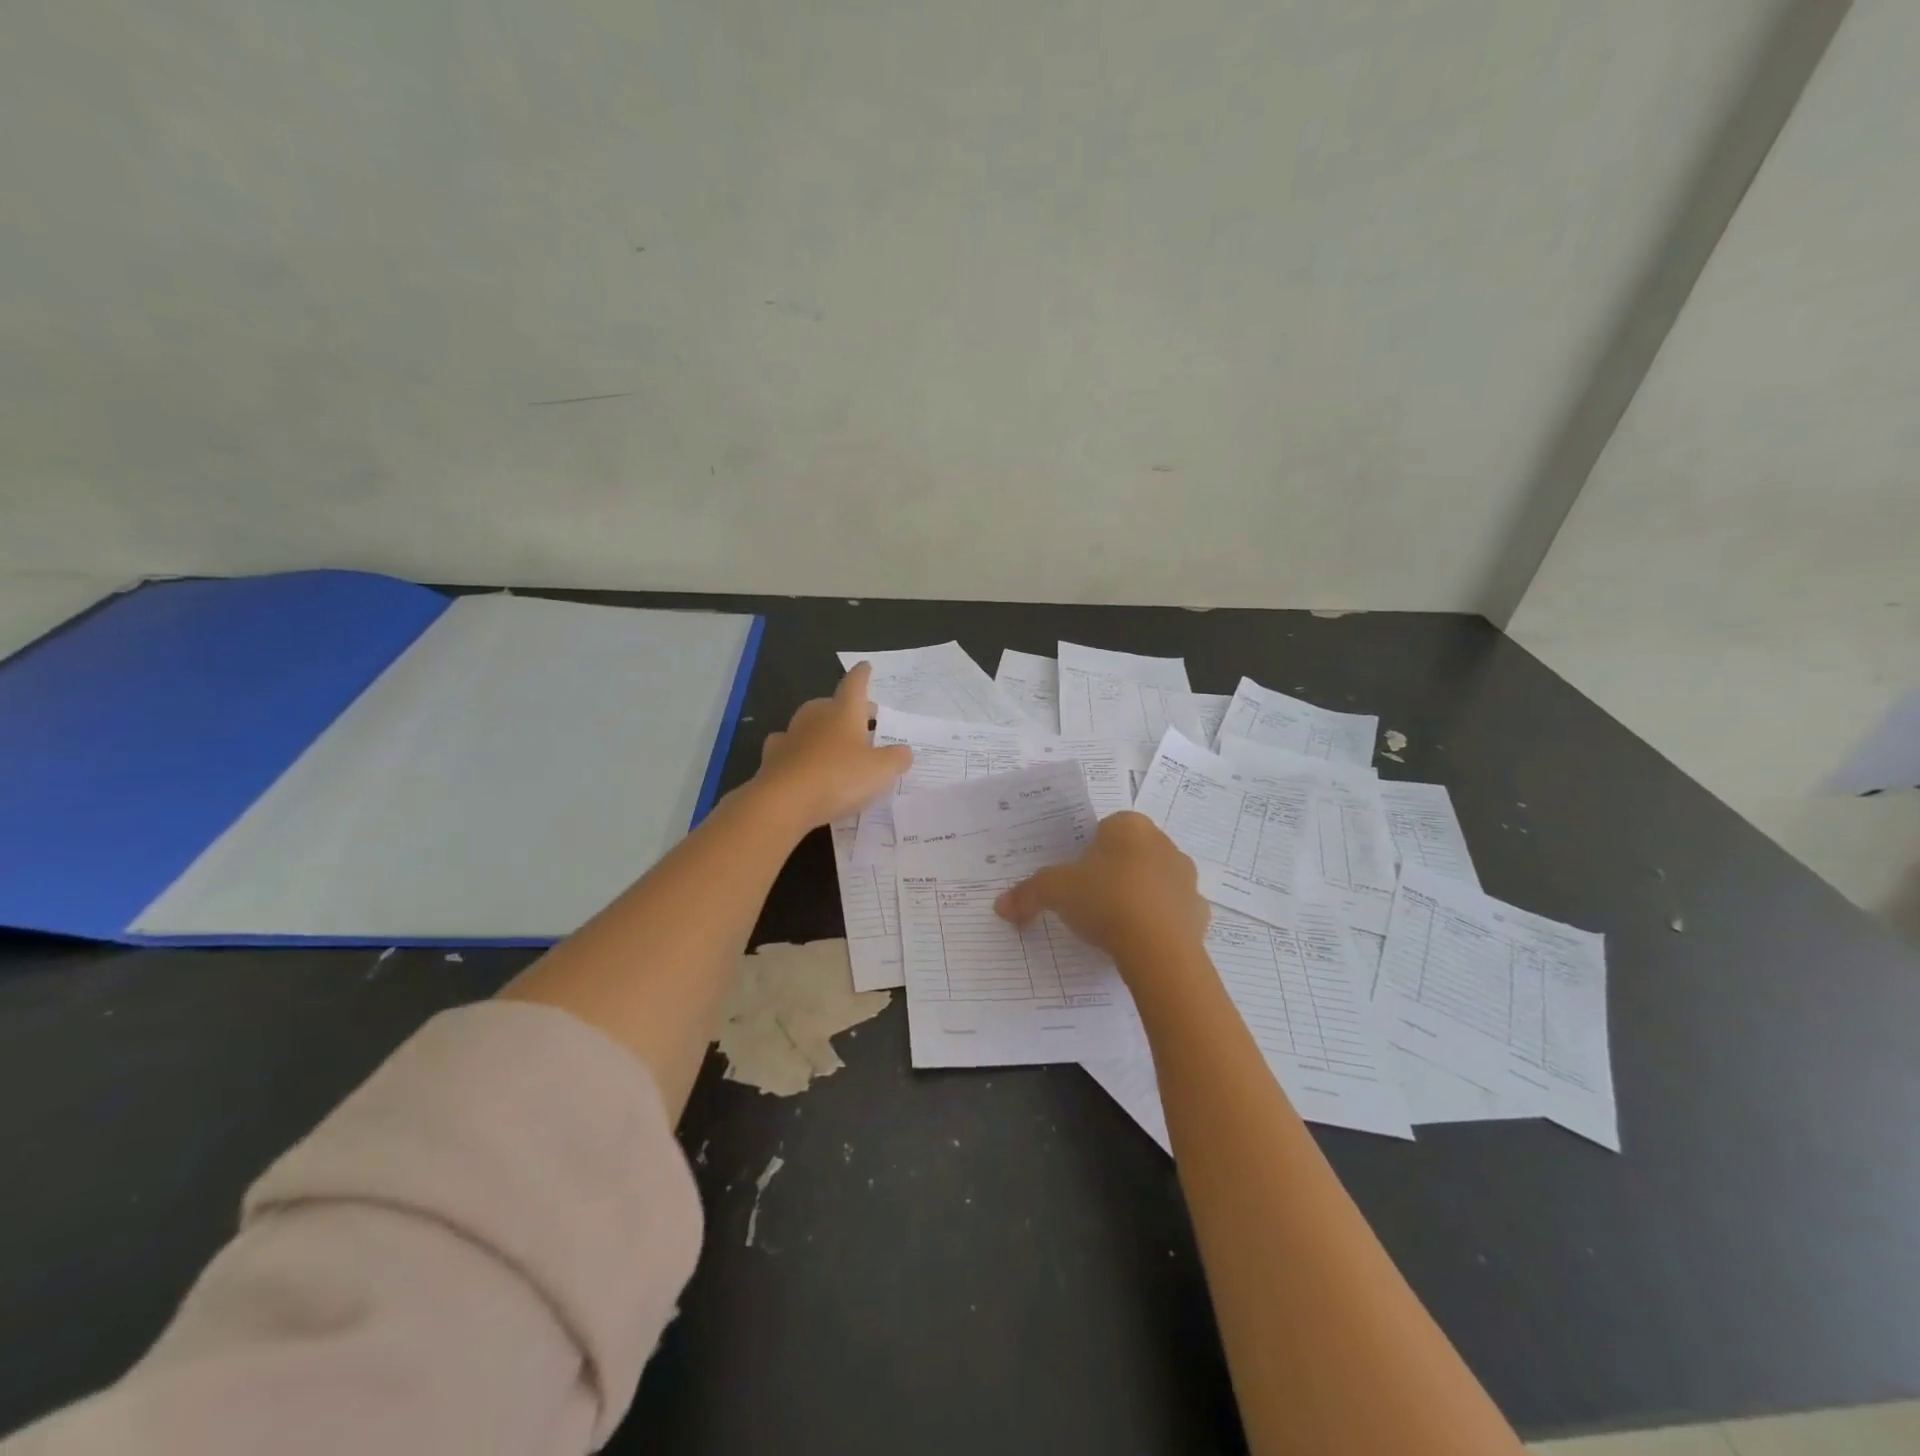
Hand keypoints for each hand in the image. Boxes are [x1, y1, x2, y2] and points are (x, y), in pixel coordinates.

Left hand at [755, 663, 911, 828]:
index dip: (862, 675)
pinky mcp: (773, 757)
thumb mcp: (880, 771)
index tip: (865, 666)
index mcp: (844, 711)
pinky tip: (803, 760)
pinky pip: (790, 747)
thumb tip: (904, 751)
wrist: (784, 801)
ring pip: (810, 724)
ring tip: (837, 745)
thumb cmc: (839, 777)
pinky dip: (799, 750)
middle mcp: (816, 717)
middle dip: (847, 709)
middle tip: (864, 721)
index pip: (855, 684)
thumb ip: (896, 759)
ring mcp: (791, 735)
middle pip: (831, 704)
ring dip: (823, 730)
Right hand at [993, 811, 1208, 965]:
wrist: (1159, 949)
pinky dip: (1157, 924)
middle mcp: (1163, 844)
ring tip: (1113, 925)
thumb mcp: (1055, 892)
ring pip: (1154, 882)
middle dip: (1112, 872)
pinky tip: (1138, 942)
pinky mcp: (1199, 913)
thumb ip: (1028, 894)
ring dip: (1137, 896)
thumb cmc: (1105, 900)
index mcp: (1129, 826)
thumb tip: (1001, 906)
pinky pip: (1172, 913)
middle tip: (1089, 901)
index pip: (1105, 829)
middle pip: (1130, 854)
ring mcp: (1186, 878)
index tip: (1075, 877)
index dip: (1087, 852)